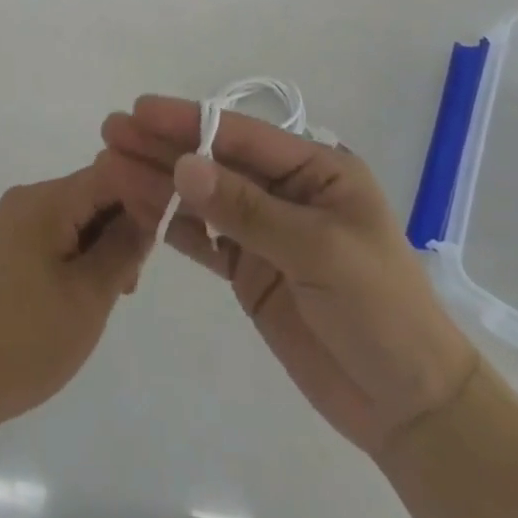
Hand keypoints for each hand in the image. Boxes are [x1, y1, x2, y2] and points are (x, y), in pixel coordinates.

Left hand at [0, 165, 152, 439]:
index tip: (169, 229)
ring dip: (103, 244)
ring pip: (77, 215)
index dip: (145, 194)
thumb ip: (123, 248)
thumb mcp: (88, 296)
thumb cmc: (25, 340)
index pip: (111, 173)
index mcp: (46, 199)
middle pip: (93, 192)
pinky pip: (56, 233)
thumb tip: (148, 212)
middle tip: (133, 279)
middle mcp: (28, 198)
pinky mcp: (7, 246)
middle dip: (124, 225)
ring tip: (112, 293)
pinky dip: (79, 254)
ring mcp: (14, 221)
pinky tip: (85, 292)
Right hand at [97, 96, 477, 460]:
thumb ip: (247, 209)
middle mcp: (286, 191)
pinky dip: (170, 223)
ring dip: (158, 181)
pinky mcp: (249, 270)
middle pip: (214, 161)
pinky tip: (136, 207)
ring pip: (202, 196)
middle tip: (110, 132)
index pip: (242, 135)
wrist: (409, 408)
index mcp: (316, 170)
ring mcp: (264, 231)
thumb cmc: (378, 311)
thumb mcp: (318, 251)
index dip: (189, 120)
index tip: (140, 110)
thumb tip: (183, 166)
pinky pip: (203, 238)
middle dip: (163, 145)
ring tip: (109, 165)